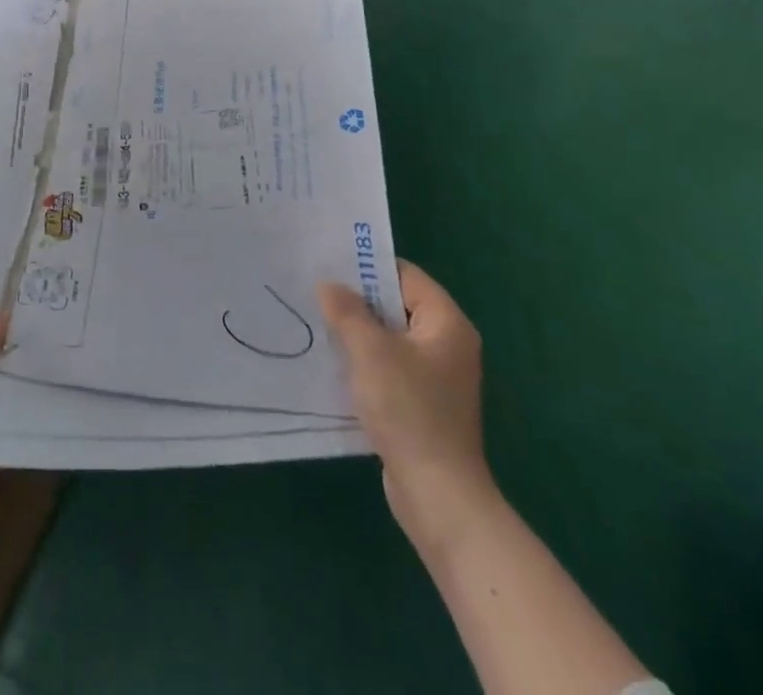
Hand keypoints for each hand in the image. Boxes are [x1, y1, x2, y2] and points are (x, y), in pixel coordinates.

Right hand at [319, 261, 498, 545]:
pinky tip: (334, 365)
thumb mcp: (371, 352)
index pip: (405, 276)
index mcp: (446, 323)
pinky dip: (365, 364)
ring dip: (357, 334)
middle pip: (397, 306)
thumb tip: (329, 285)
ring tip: (317, 324)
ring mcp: (436, 377)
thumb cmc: (409, 411)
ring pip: (390, 339)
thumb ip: (348, 312)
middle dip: (357, 301)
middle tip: (315, 293)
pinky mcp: (422, 405)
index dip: (368, 268)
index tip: (328, 266)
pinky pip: (390, 369)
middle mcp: (447, 344)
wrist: (438, 496)